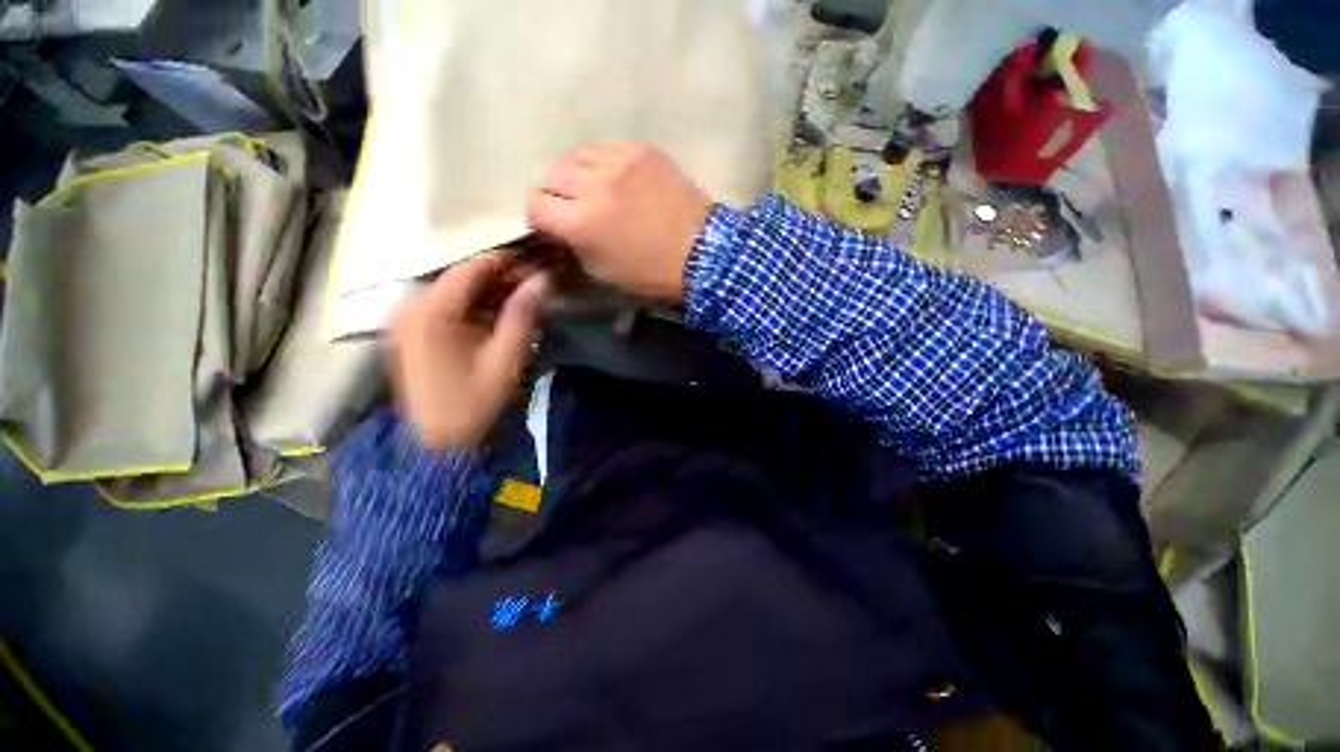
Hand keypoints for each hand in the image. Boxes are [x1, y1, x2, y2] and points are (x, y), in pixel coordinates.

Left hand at [388, 252, 548, 449]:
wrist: (436, 443)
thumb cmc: (474, 402)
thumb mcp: (505, 360)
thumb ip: (522, 315)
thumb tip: (542, 279)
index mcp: (432, 311)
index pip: (471, 268)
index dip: (505, 260)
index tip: (535, 260)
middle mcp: (410, 306)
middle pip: (458, 276)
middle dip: (497, 276)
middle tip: (531, 281)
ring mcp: (403, 319)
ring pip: (450, 290)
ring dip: (484, 290)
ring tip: (517, 296)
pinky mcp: (406, 332)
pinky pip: (440, 305)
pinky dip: (468, 305)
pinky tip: (491, 313)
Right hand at [527, 143, 711, 302]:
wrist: (702, 254)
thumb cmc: (652, 275)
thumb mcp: (604, 273)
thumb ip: (575, 247)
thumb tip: (564, 230)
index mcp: (581, 223)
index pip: (535, 204)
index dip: (538, 218)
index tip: (551, 227)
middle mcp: (593, 185)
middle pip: (549, 175)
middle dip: (553, 195)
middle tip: (569, 210)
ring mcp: (619, 162)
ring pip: (574, 155)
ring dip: (573, 175)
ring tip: (587, 190)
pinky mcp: (641, 151)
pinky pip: (605, 148)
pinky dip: (600, 164)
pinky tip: (612, 178)